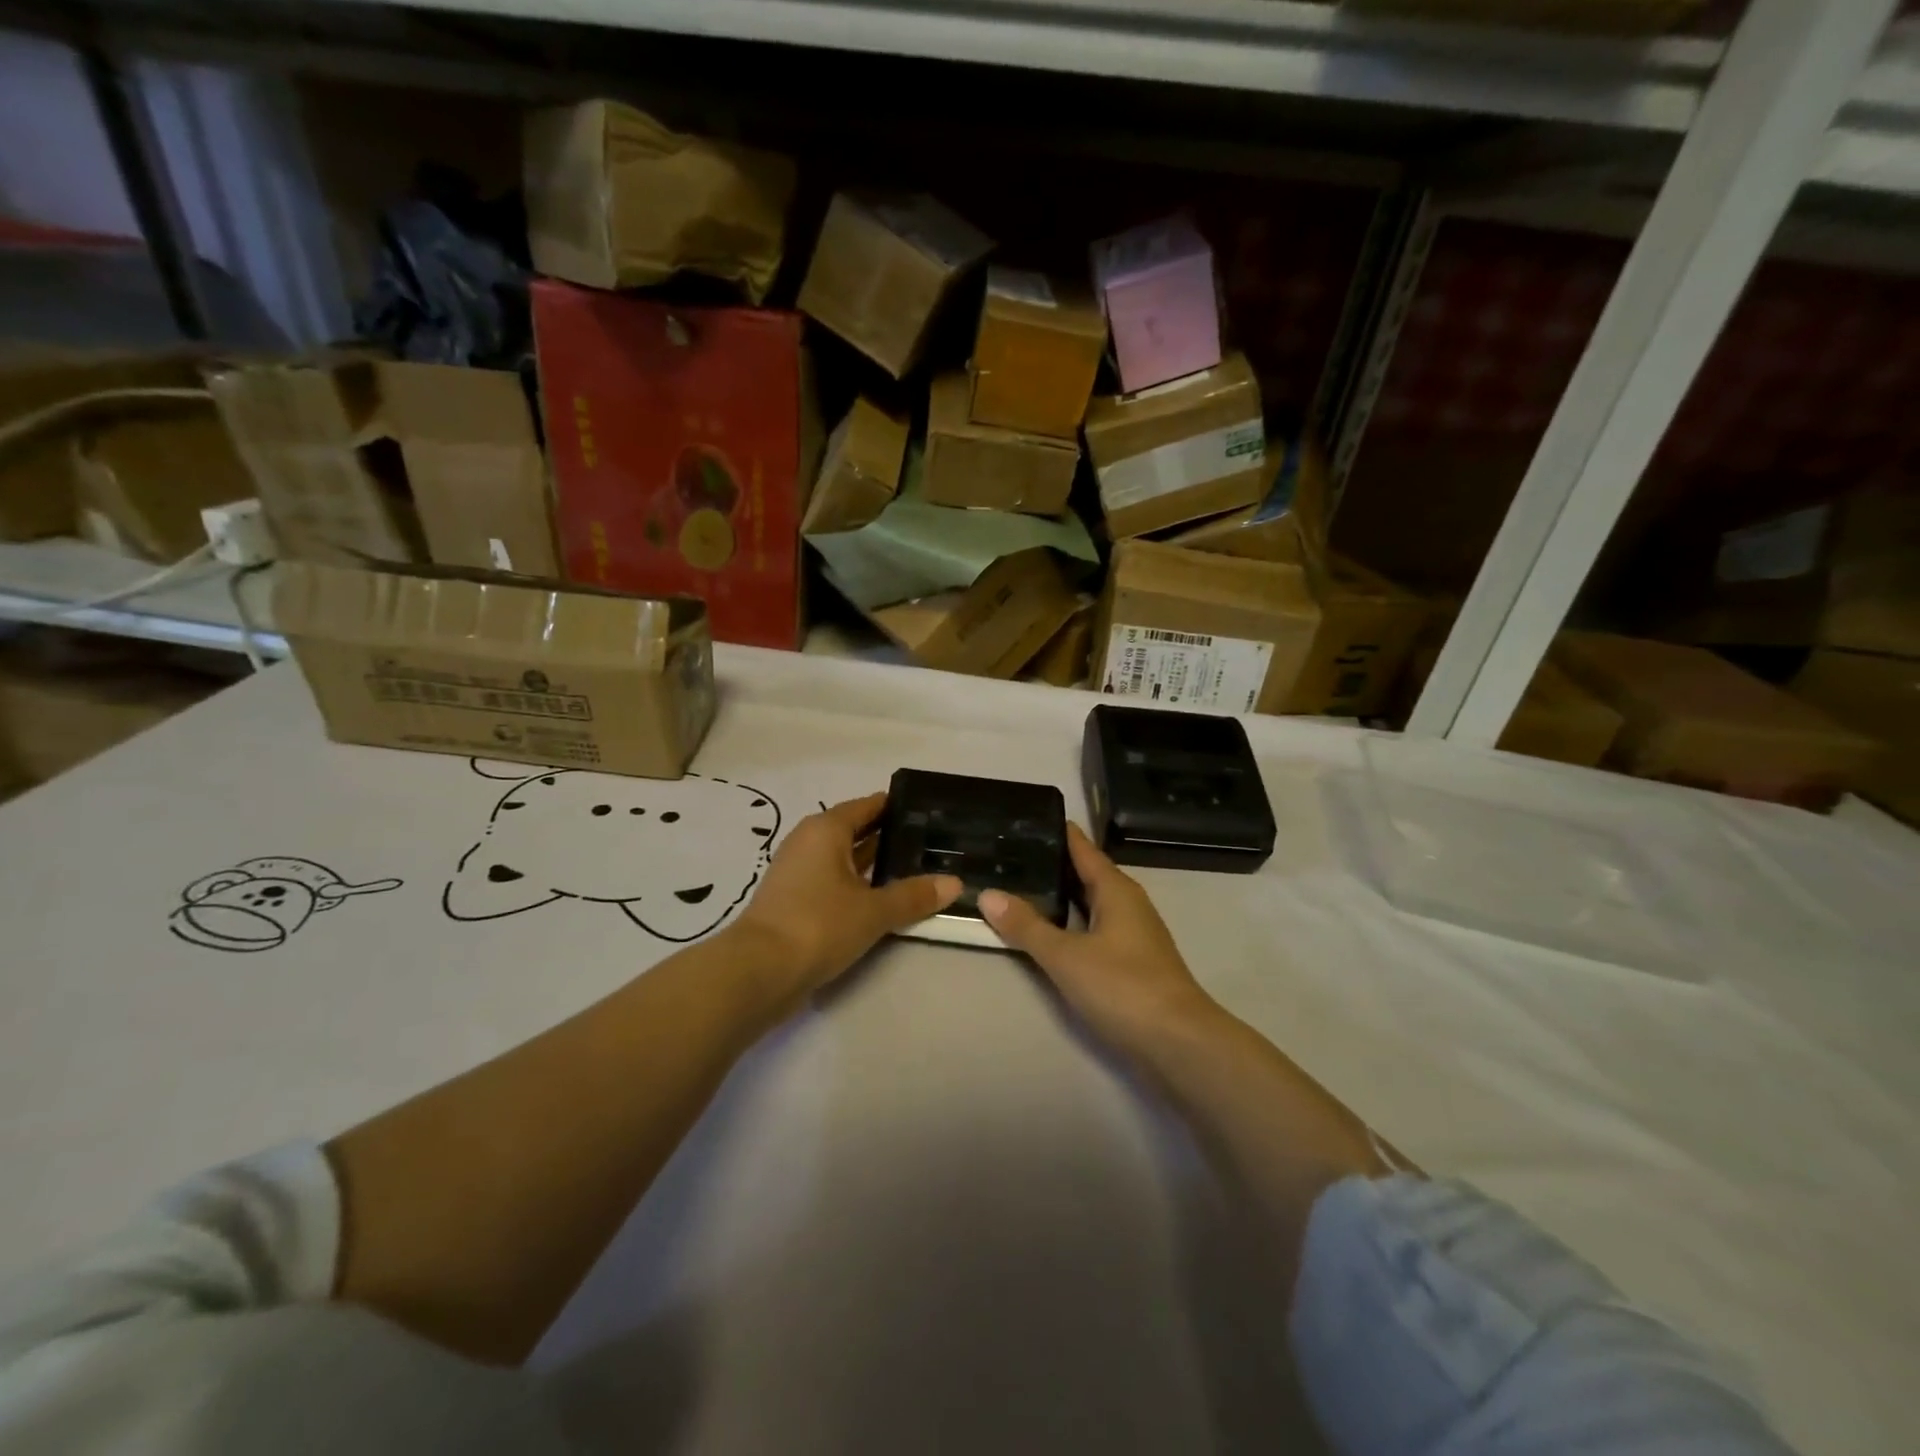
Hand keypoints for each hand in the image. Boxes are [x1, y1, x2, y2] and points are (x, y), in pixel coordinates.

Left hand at [732, 793, 960, 1006]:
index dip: (897, 807)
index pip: (868, 806)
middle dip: (890, 836)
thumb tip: (955, 883)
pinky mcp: (795, 900)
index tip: (929, 811)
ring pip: (845, 858)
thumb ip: (914, 895)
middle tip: (932, 842)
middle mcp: (810, 842)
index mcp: (826, 829)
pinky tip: (884, 898)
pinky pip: (835, 881)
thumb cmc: (818, 924)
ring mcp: (799, 872)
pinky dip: (858, 885)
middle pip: (856, 830)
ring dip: (875, 864)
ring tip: (916, 869)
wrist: (759, 971)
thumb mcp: (874, 910)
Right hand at [980, 825, 1218, 1052]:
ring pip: (1090, 902)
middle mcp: (1127, 903)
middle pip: (1086, 873)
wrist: (1178, 1042)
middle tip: (1010, 853)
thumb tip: (987, 893)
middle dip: (1052, 864)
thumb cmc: (1123, 986)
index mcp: (1116, 889)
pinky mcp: (1132, 961)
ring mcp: (1133, 933)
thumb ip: (1026, 925)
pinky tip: (1049, 932)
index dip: (1057, 832)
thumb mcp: (1065, 955)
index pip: (1082, 848)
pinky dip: (1070, 922)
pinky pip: (1094, 927)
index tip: (1026, 818)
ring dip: (1060, 896)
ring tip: (1021, 888)